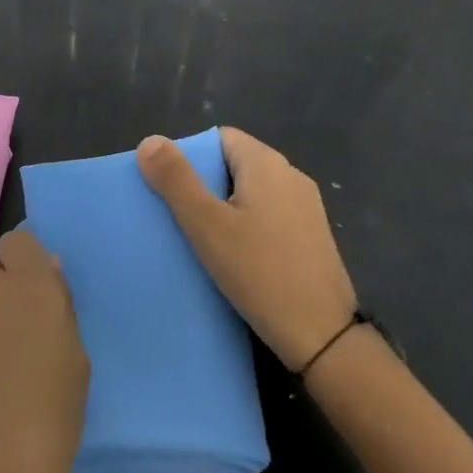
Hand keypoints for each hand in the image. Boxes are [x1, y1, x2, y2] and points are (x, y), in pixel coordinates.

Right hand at [136, 128, 356, 373]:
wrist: (322, 334)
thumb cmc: (259, 271)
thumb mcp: (207, 224)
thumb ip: (176, 180)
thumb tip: (149, 141)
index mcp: (266, 163)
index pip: (220, 138)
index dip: (190, 156)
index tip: (169, 187)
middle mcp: (290, 174)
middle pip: (235, 164)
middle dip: (204, 184)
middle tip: (177, 215)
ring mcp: (305, 206)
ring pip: (252, 192)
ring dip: (225, 208)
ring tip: (199, 237)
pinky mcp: (312, 236)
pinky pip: (269, 216)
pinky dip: (247, 226)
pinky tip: (233, 256)